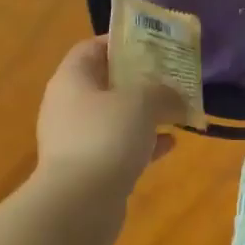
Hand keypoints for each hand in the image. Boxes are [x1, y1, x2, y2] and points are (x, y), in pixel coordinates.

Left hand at [36, 38, 177, 194]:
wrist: (80, 203)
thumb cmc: (106, 136)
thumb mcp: (142, 102)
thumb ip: (163, 92)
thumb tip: (176, 96)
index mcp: (71, 80)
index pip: (91, 48)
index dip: (120, 42)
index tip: (152, 44)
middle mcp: (68, 106)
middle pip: (104, 83)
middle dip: (138, 80)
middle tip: (170, 78)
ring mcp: (76, 140)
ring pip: (114, 118)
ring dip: (143, 114)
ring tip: (175, 110)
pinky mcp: (88, 170)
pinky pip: (119, 147)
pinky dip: (143, 143)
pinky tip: (171, 143)